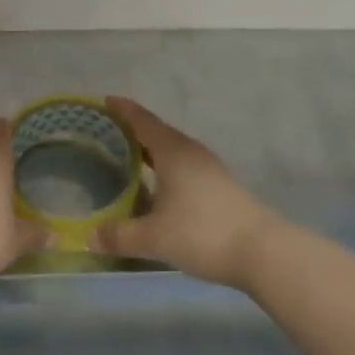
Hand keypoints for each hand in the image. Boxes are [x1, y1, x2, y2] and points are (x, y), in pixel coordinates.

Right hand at [94, 97, 281, 289]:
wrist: (264, 252)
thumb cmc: (202, 233)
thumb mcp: (154, 238)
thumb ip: (120, 236)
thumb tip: (90, 236)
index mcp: (172, 152)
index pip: (142, 121)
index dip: (122, 110)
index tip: (104, 101)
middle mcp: (191, 152)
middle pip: (158, 133)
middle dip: (133, 130)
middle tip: (108, 133)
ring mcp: (210, 169)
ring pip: (173, 151)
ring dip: (152, 151)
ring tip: (129, 158)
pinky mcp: (221, 187)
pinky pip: (185, 167)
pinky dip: (166, 169)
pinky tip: (159, 187)